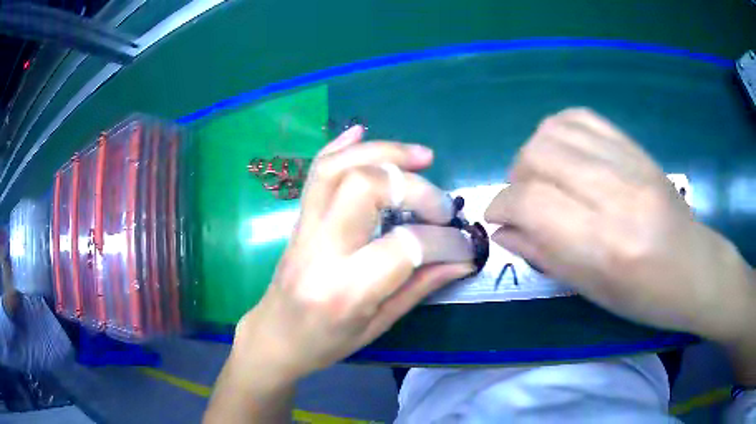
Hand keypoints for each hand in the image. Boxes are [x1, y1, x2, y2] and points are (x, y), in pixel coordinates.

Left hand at [233, 126, 473, 380]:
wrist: (274, 336)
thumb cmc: (326, 342)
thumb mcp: (379, 324)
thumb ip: (420, 286)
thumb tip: (463, 258)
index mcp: (344, 290)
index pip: (403, 247)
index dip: (443, 241)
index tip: (463, 245)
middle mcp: (320, 251)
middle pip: (364, 187)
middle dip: (412, 186)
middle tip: (441, 203)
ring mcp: (303, 229)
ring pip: (337, 169)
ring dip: (383, 152)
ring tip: (420, 156)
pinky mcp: (298, 219)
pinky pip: (315, 172)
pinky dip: (340, 146)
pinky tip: (362, 132)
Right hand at [484, 108, 755, 343]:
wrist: (694, 268)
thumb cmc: (643, 296)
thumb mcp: (590, 290)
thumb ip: (542, 254)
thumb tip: (501, 230)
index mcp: (604, 243)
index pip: (531, 201)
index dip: (502, 206)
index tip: (498, 219)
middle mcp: (615, 193)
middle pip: (538, 155)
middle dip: (516, 178)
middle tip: (524, 201)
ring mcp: (629, 162)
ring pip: (554, 130)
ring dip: (535, 154)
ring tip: (544, 178)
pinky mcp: (635, 147)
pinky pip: (581, 117)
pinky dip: (559, 132)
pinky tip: (565, 156)